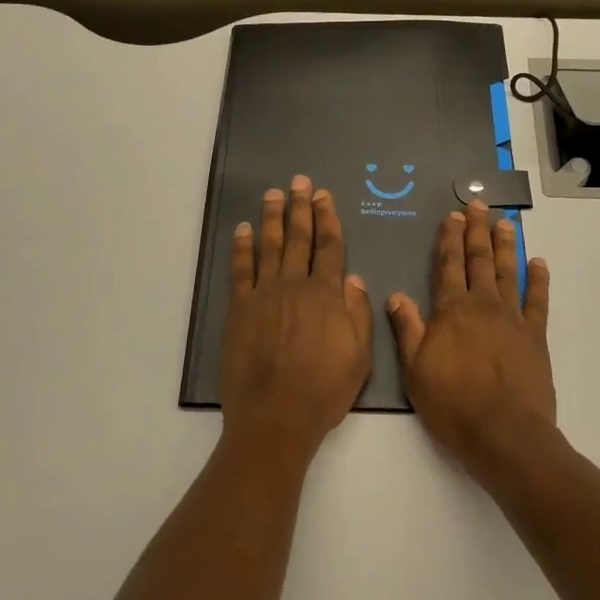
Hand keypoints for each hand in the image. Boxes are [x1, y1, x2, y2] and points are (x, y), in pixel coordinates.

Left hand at [221, 176, 373, 462]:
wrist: (275, 417)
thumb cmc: (323, 391)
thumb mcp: (359, 358)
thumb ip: (357, 314)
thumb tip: (353, 278)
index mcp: (327, 295)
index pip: (330, 247)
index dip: (327, 218)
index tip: (324, 196)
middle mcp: (295, 285)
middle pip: (299, 238)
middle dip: (300, 207)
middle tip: (300, 182)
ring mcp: (264, 294)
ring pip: (269, 246)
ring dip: (272, 217)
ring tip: (273, 194)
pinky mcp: (239, 308)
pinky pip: (240, 270)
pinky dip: (241, 247)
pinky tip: (242, 230)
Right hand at [388, 201, 555, 486]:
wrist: (504, 434)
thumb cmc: (453, 404)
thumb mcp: (415, 370)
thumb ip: (408, 329)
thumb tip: (396, 295)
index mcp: (451, 311)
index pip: (448, 265)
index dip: (449, 239)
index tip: (452, 216)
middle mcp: (482, 305)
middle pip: (478, 259)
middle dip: (476, 231)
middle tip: (478, 204)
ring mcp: (512, 318)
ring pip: (507, 272)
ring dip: (505, 245)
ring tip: (505, 222)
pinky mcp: (535, 336)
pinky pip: (538, 300)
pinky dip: (538, 280)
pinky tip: (538, 263)